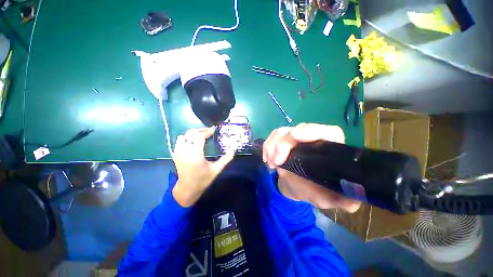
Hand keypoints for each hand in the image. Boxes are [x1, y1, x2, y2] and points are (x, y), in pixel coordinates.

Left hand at [172, 127, 234, 206]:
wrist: (188, 188)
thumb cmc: (203, 179)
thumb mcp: (217, 169)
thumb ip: (226, 158)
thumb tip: (234, 148)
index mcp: (195, 155)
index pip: (199, 137)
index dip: (207, 131)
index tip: (214, 129)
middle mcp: (185, 152)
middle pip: (191, 134)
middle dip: (201, 130)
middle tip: (209, 131)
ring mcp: (178, 152)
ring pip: (184, 135)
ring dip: (194, 133)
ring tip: (202, 135)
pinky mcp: (175, 154)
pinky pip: (180, 140)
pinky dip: (187, 138)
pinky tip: (194, 141)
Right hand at [263, 123, 360, 212]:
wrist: (294, 185)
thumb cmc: (312, 190)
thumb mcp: (326, 197)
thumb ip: (340, 200)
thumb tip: (352, 202)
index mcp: (329, 148)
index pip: (328, 132)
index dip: (312, 130)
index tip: (295, 136)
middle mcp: (313, 138)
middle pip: (299, 129)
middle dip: (284, 143)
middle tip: (276, 161)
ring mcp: (296, 137)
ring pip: (282, 131)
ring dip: (273, 146)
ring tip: (271, 164)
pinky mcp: (283, 139)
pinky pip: (273, 137)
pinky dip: (267, 147)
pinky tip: (267, 160)